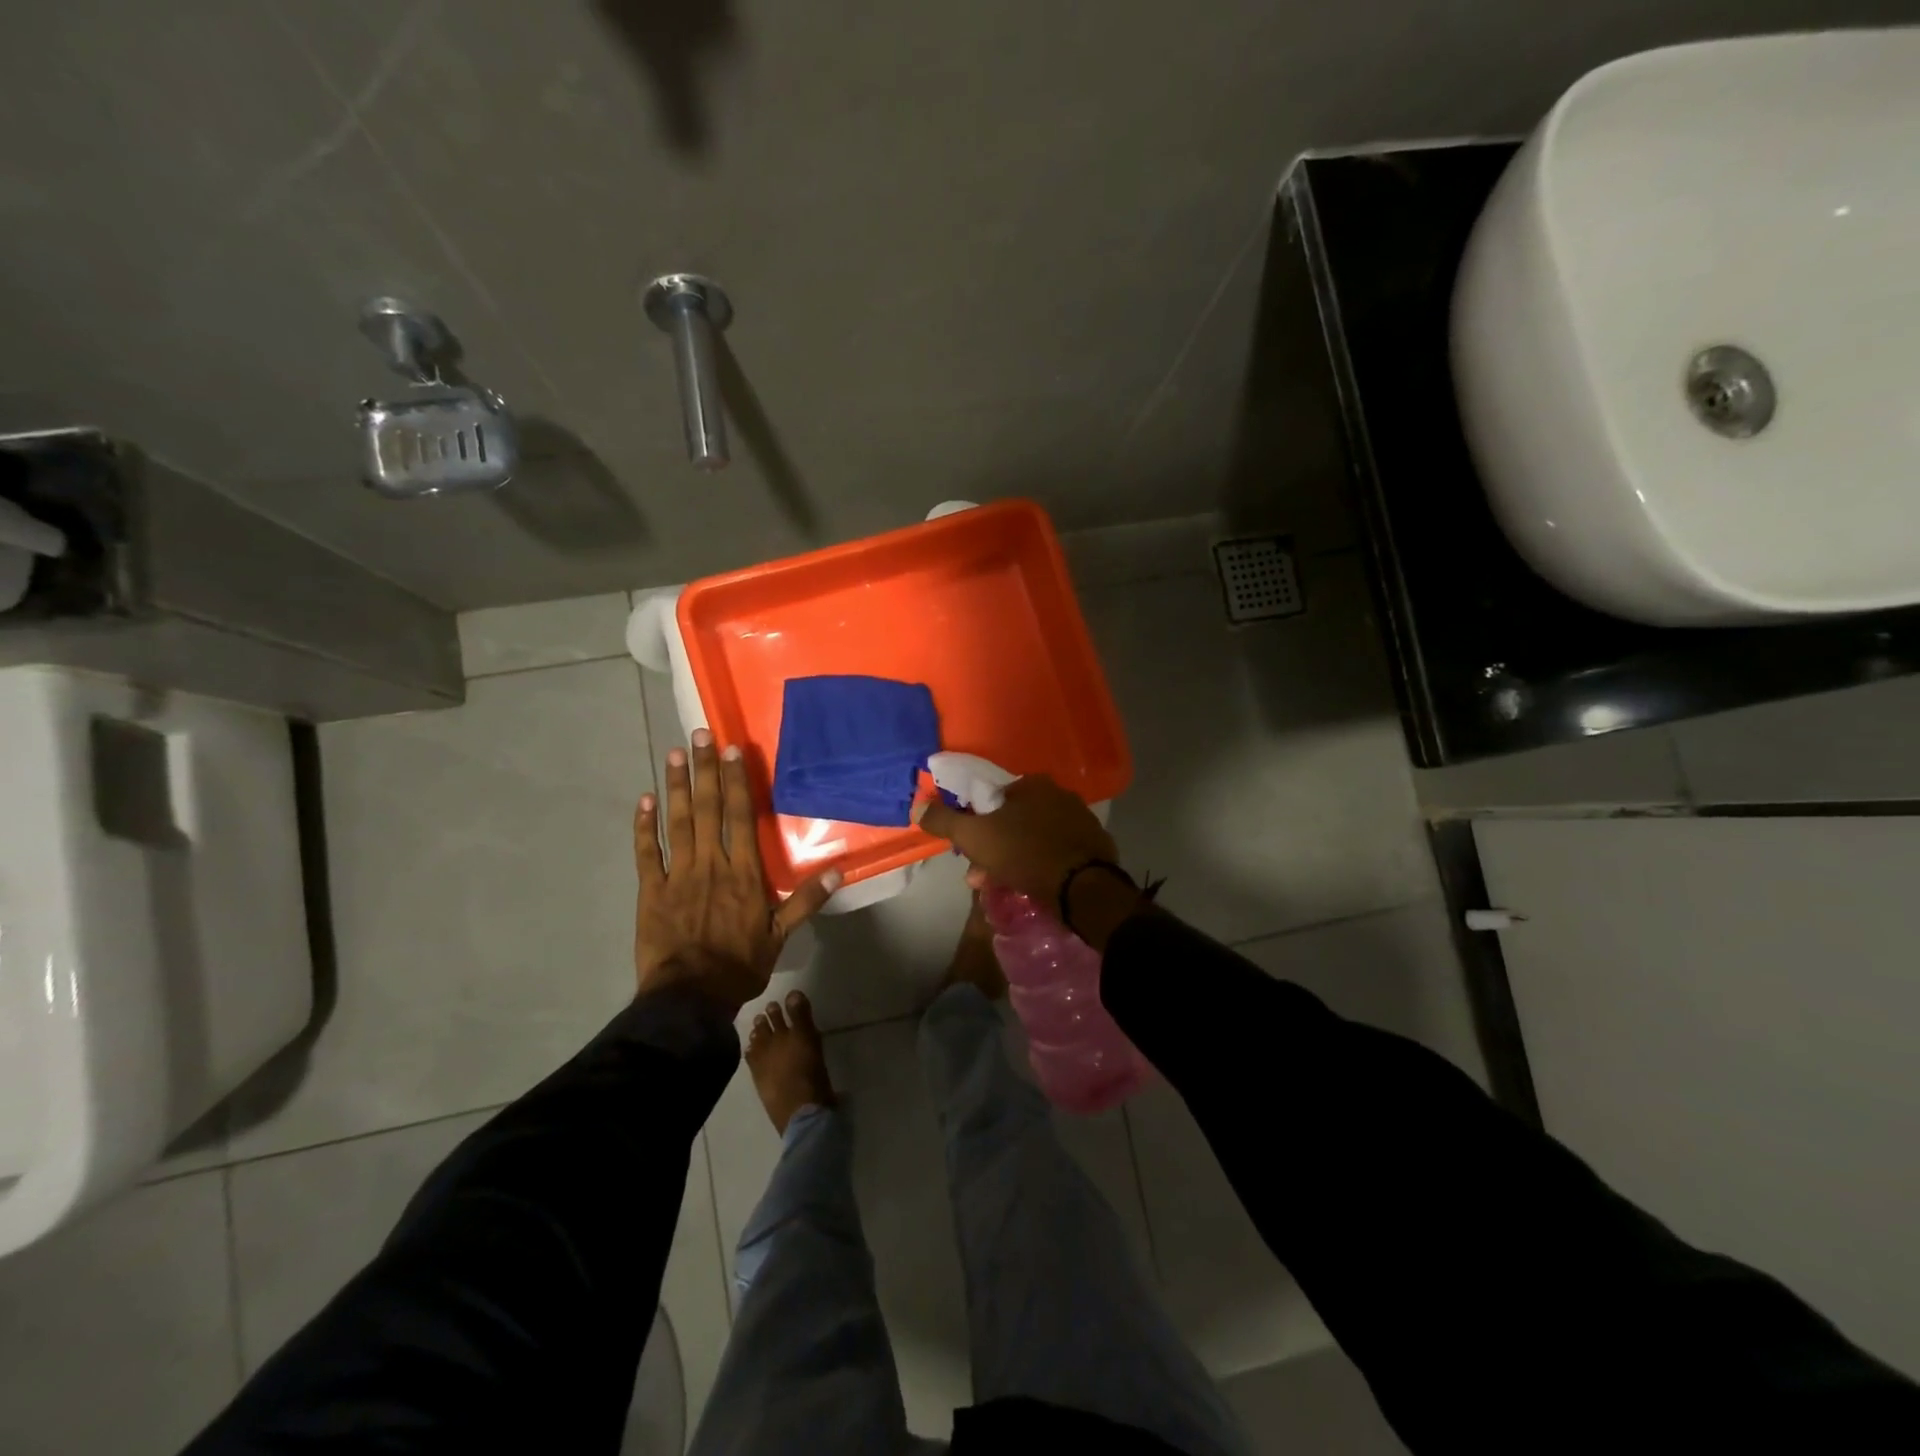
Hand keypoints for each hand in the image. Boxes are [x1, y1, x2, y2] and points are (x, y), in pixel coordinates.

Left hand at [635, 728, 840, 1011]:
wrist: (689, 998)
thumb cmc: (739, 965)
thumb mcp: (781, 935)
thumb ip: (806, 900)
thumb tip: (838, 871)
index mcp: (743, 873)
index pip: (740, 817)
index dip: (736, 781)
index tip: (732, 750)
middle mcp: (710, 864)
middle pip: (707, 809)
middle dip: (704, 770)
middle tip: (699, 734)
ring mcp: (677, 875)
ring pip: (677, 822)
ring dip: (676, 786)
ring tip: (674, 754)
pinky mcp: (651, 890)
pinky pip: (646, 852)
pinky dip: (644, 826)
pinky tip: (644, 800)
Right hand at [911, 774, 1118, 915]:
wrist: (1083, 888)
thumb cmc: (1025, 853)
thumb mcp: (975, 836)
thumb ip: (944, 820)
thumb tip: (917, 807)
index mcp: (1033, 784)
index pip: (994, 799)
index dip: (976, 823)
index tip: (967, 848)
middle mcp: (1060, 795)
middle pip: (1014, 821)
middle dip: (992, 848)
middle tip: (979, 874)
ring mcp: (1081, 821)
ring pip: (1034, 839)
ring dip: (1012, 860)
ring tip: (1000, 886)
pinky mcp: (1094, 847)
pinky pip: (1056, 853)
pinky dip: (1040, 866)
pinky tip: (1031, 886)